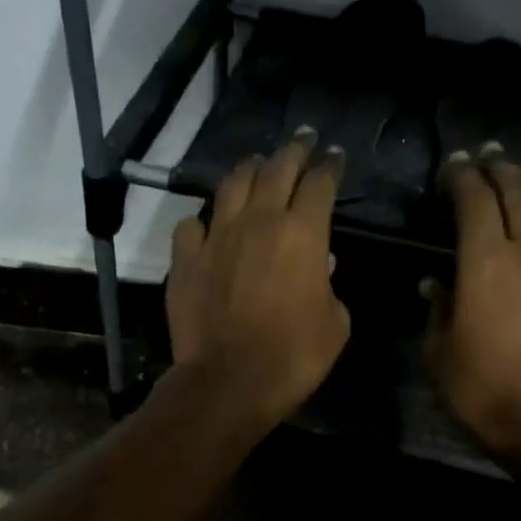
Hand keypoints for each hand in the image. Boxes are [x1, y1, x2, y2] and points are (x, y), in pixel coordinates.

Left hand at [167, 131, 350, 427]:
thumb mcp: (335, 324)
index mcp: (303, 233)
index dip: (330, 166)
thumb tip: (320, 267)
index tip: (335, 156)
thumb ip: (330, 288)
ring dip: (248, 170)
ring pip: (231, 185)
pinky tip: (208, 226)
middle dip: (293, 151)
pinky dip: (204, 221)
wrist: (230, 381)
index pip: (320, 184)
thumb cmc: (294, 356)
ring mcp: (216, 237)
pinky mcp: (185, 260)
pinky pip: (192, 226)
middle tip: (302, 140)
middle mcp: (258, 222)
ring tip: (256, 165)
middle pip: (277, 170)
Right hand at [426, 145, 520, 453]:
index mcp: (485, 262)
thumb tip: (435, 283)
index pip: (474, 200)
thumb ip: (438, 309)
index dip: (462, 177)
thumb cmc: (480, 390)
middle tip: (490, 157)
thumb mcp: (439, 353)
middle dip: (501, 168)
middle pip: (518, 191)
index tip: (453, 168)